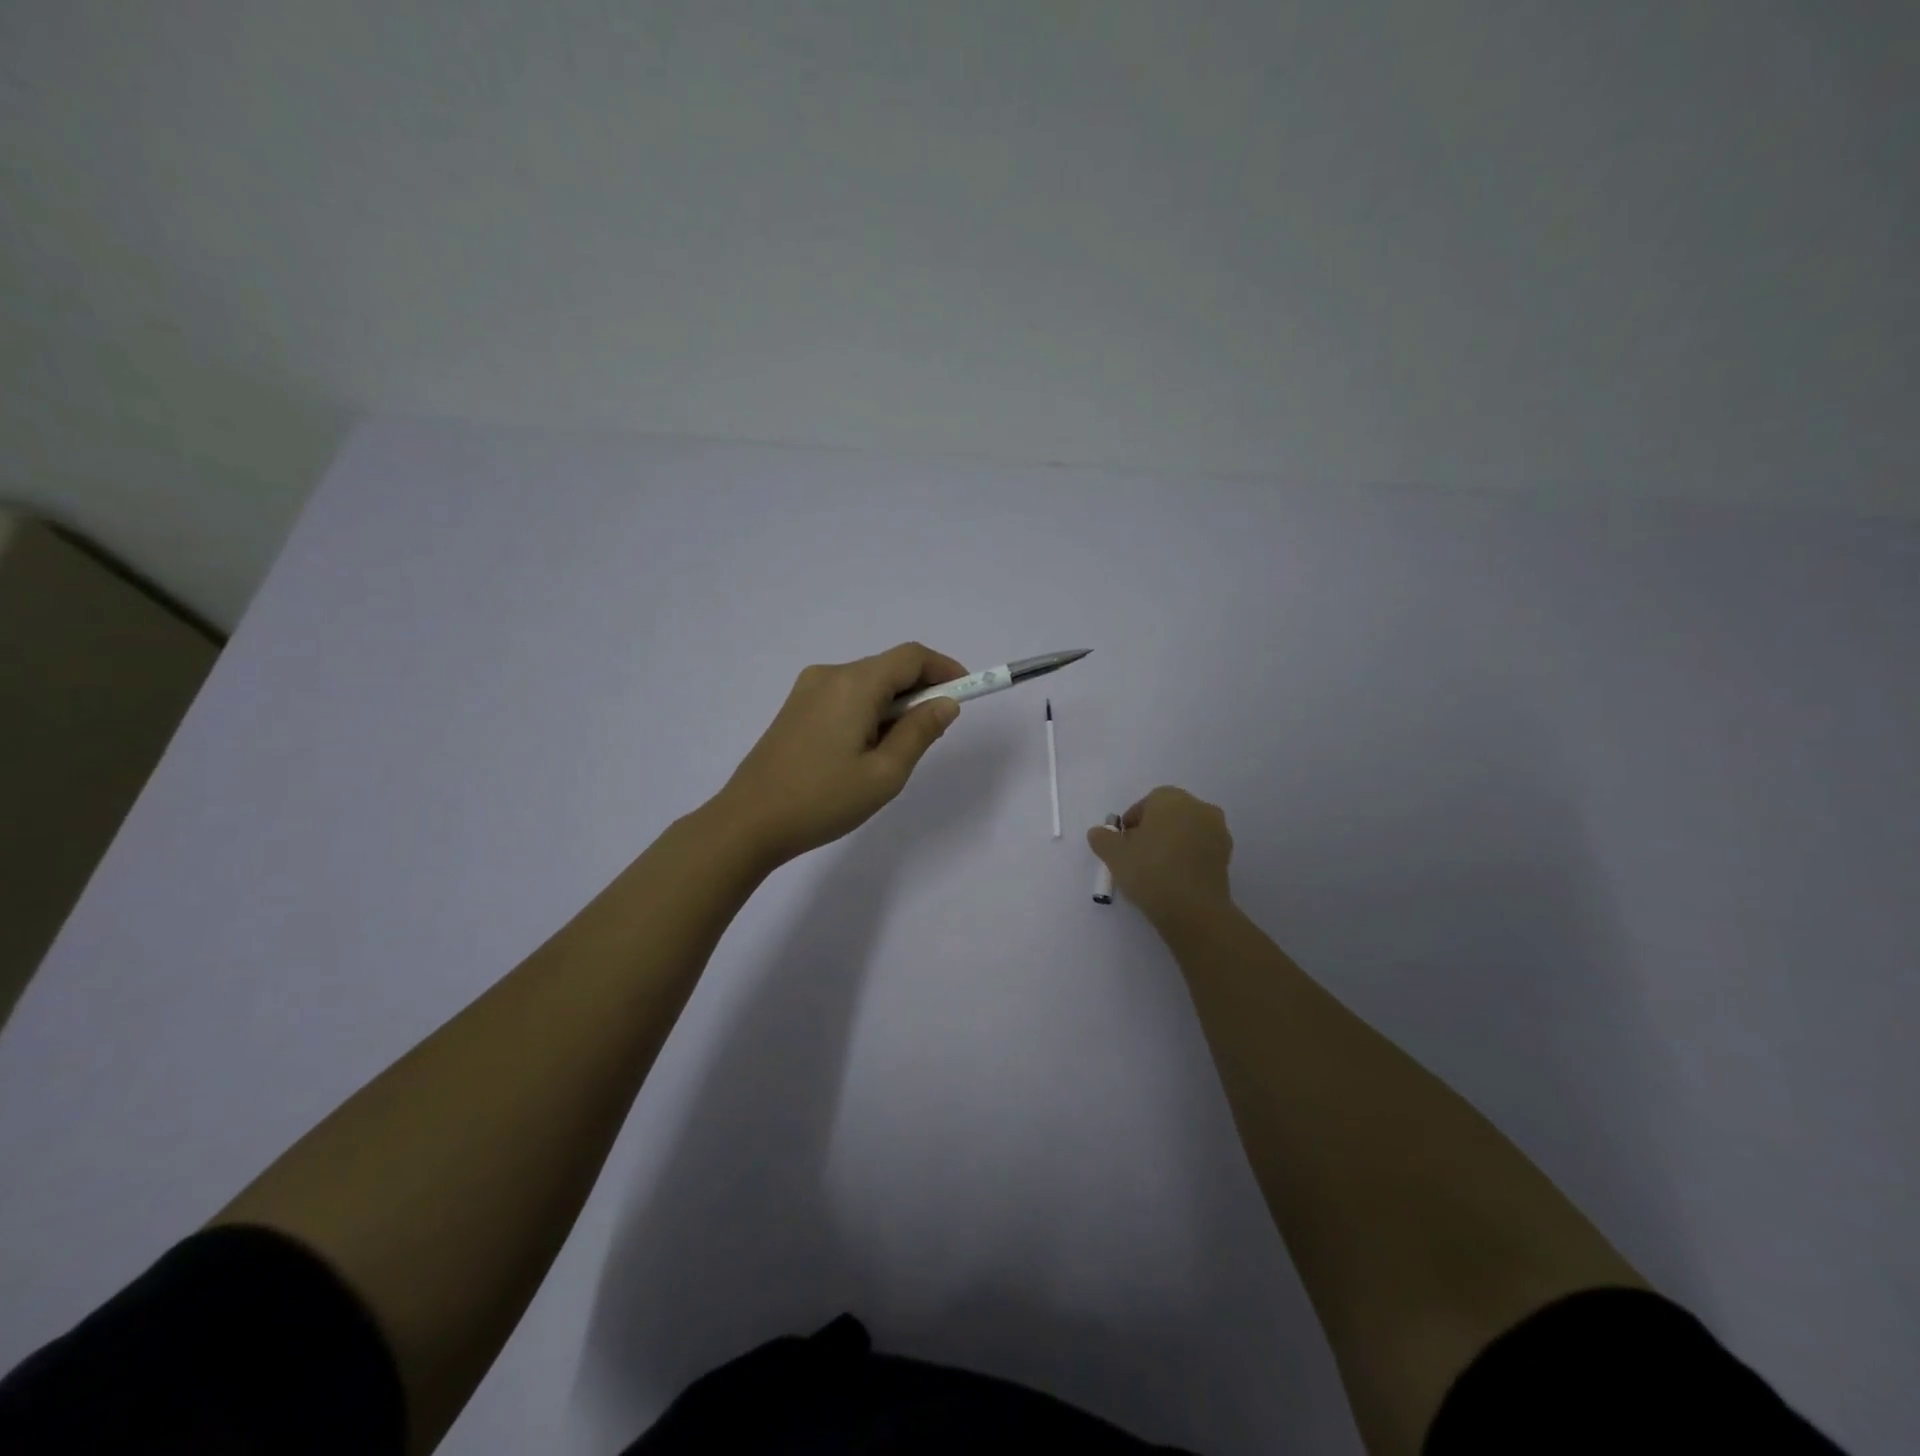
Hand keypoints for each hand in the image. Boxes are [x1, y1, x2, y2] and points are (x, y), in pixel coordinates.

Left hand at [710, 643, 967, 866]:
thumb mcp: (884, 774)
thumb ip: (920, 732)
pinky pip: (846, 696)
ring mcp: (807, 690)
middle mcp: (830, 675)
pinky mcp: (795, 708)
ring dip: (894, 704)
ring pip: (867, 683)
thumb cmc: (822, 800)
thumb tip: (945, 703)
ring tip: (897, 752)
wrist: (748, 822)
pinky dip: (869, 711)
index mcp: (854, 684)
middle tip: (936, 732)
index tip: (967, 692)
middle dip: (920, 691)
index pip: (911, 656)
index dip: (944, 668)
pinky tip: (866, 750)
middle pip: (888, 667)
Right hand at [1087, 786, 1234, 924]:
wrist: (1192, 909)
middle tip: (1137, 855)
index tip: (1123, 844)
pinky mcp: (1226, 855)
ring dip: (1172, 843)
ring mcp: (1217, 831)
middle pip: (1169, 814)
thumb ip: (1102, 838)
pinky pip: (1200, 849)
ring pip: (1187, 831)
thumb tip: (1099, 832)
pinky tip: (1175, 878)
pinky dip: (1188, 857)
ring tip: (1156, 870)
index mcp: (1171, 798)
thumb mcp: (1114, 854)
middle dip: (1153, 830)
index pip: (1146, 803)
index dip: (1132, 822)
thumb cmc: (1149, 871)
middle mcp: (1199, 807)